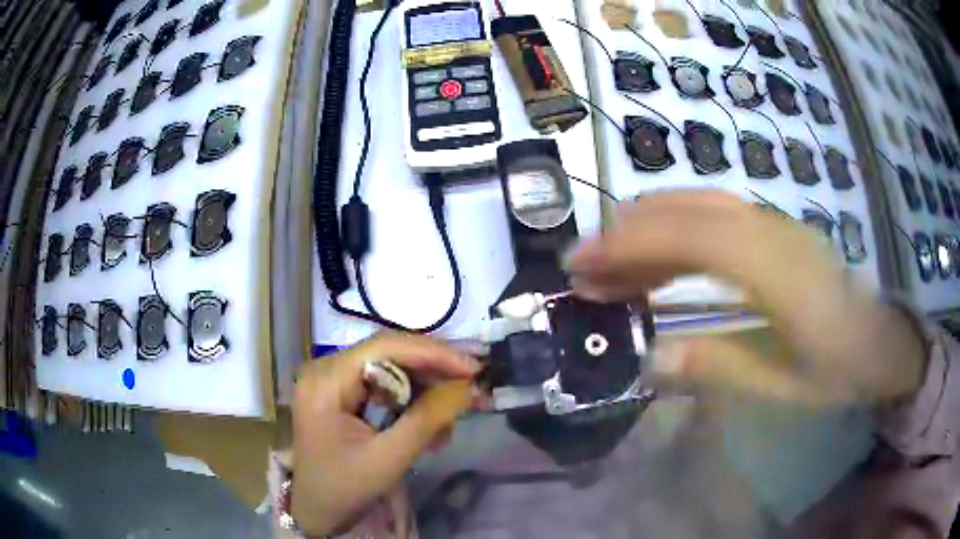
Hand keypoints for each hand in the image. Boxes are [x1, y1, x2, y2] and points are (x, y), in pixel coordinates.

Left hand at [291, 332, 480, 535]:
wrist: (316, 508)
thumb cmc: (344, 487)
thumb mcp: (388, 458)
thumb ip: (427, 420)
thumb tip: (468, 388)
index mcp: (326, 380)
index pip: (384, 347)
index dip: (433, 352)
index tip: (472, 368)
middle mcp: (326, 368)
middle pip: (388, 353)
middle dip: (433, 370)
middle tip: (471, 387)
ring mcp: (332, 379)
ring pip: (390, 367)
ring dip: (425, 388)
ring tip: (451, 417)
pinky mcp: (341, 392)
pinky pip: (383, 384)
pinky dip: (411, 400)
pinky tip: (430, 425)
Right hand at [564, 190, 925, 404]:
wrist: (887, 343)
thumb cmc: (843, 372)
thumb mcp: (784, 388)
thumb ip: (719, 367)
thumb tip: (649, 356)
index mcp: (782, 274)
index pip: (695, 237)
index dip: (632, 244)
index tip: (582, 267)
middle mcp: (775, 232)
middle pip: (689, 209)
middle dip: (627, 232)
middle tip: (583, 269)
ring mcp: (777, 224)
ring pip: (699, 204)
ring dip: (646, 227)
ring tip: (610, 266)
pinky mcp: (776, 229)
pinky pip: (715, 214)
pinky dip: (674, 229)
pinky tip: (657, 259)